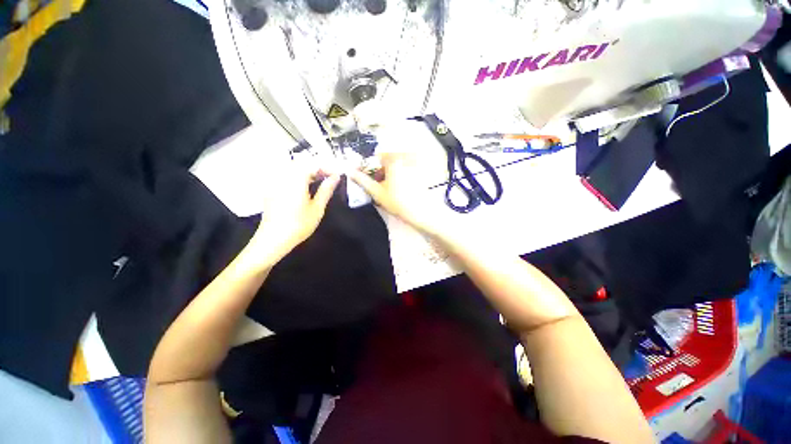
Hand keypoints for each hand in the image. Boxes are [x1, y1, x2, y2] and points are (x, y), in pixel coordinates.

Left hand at [250, 165, 339, 263]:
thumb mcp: (317, 208)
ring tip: (320, 181)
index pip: (313, 164)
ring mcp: (275, 182)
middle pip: (302, 164)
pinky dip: (298, 177)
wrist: (273, 239)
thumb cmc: (299, 225)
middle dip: (318, 168)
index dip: (327, 167)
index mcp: (296, 179)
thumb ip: (326, 190)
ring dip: (309, 172)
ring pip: (294, 169)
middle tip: (330, 178)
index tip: (338, 174)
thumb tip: (335, 177)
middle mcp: (284, 176)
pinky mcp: (272, 189)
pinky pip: (286, 176)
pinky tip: (305, 187)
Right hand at [348, 152, 443, 234]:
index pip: (376, 157)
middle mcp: (405, 157)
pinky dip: (400, 175)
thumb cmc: (398, 202)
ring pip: (397, 165)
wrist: (421, 212)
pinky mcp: (421, 171)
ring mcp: (415, 164)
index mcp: (394, 159)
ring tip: (388, 187)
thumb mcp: (377, 192)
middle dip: (380, 170)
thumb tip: (351, 172)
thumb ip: (362, 180)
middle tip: (378, 184)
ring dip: (390, 173)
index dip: (369, 167)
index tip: (367, 177)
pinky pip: (406, 169)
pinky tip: (399, 187)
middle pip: (387, 160)